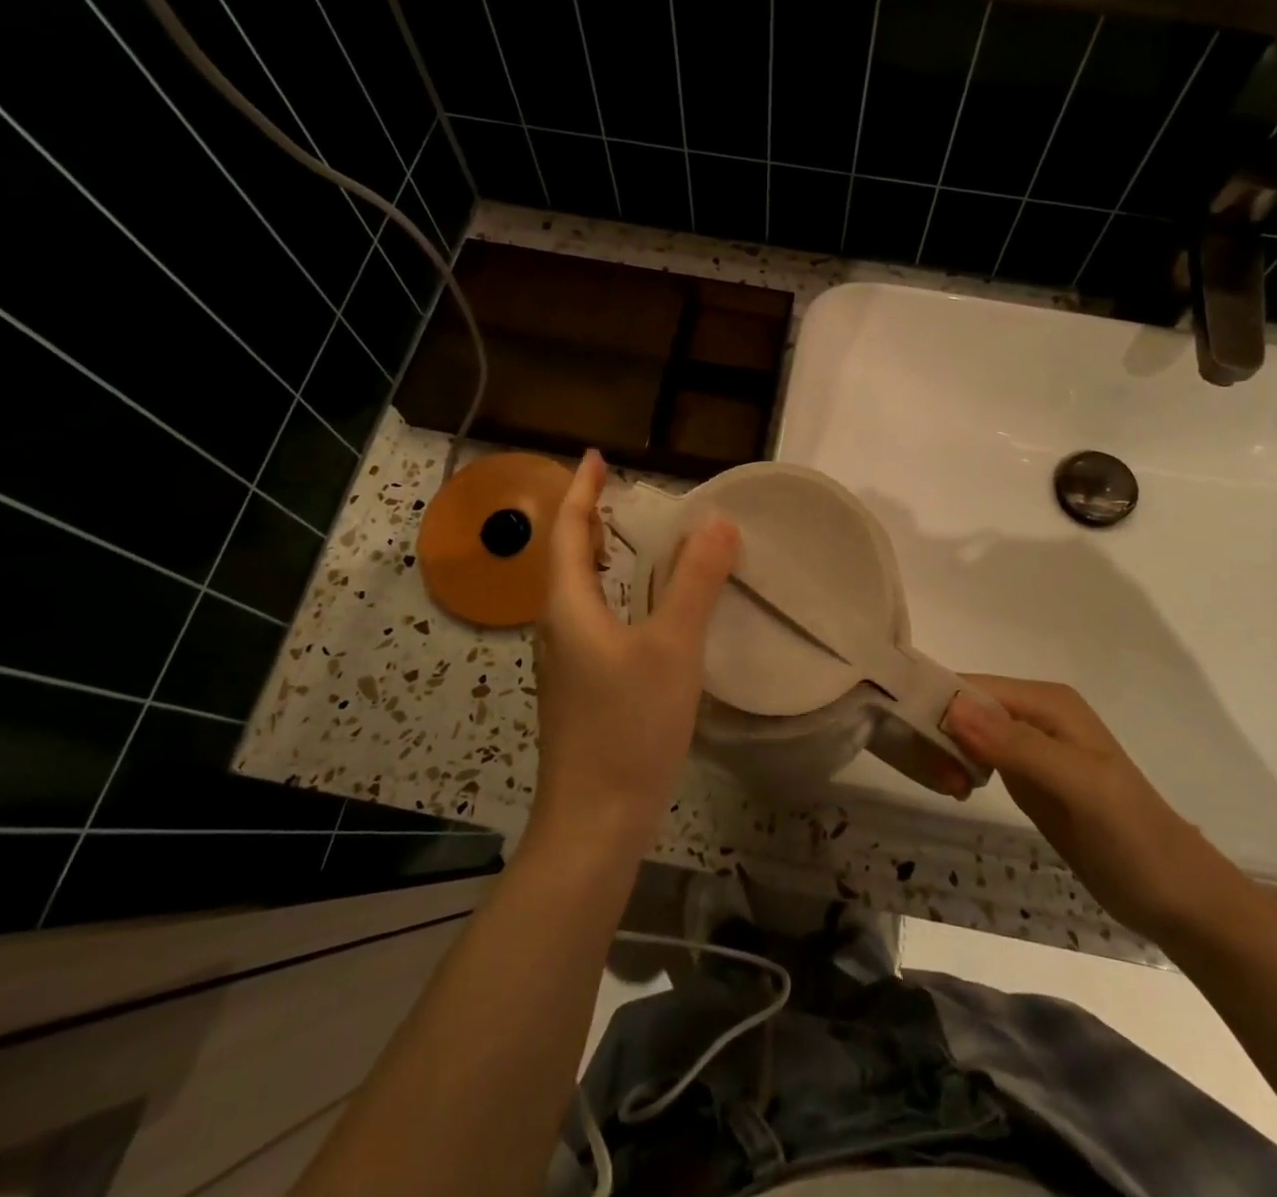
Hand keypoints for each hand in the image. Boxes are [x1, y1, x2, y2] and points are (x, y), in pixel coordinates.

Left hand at [528, 450, 739, 855]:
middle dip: (591, 520)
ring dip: (604, 558)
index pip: (567, 531)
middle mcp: (559, 628)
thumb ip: (695, 582)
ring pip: (583, 593)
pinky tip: (649, 611)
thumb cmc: (627, 726)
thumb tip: (717, 522)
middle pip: (569, 559)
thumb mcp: (671, 648)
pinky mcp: (584, 689)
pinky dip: (618, 595)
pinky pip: (597, 620)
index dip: (581, 490)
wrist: (596, 820)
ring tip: (638, 541)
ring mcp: (568, 662)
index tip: (596, 456)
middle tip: (623, 495)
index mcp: (568, 607)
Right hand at [943, 675, 1252, 942]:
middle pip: (964, 707)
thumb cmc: (1132, 836)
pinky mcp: (1026, 776)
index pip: (972, 686)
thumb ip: (1017, 746)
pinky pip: (976, 757)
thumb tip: (953, 708)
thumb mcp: (1077, 785)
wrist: (1176, 898)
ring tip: (949, 788)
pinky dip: (957, 768)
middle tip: (938, 777)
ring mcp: (1029, 746)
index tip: (908, 740)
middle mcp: (1033, 714)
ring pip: (965, 732)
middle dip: (939, 733)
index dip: (937, 705)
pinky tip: (956, 790)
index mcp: (1046, 701)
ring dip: (945, 753)